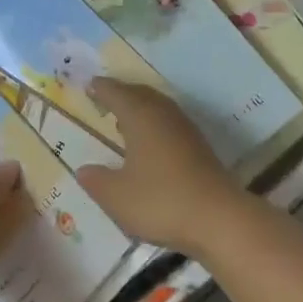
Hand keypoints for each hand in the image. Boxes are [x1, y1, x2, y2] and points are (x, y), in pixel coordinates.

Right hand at [76, 79, 251, 254]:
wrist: (218, 217)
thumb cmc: (161, 201)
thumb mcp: (117, 196)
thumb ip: (97, 181)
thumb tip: (84, 170)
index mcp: (141, 116)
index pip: (117, 93)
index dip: (102, 88)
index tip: (89, 84)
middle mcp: (164, 114)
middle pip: (141, 94)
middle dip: (122, 93)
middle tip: (105, 96)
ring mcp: (185, 129)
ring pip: (158, 107)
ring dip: (140, 107)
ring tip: (124, 118)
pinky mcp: (199, 146)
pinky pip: (169, 122)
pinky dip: (154, 123)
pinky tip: (149, 142)